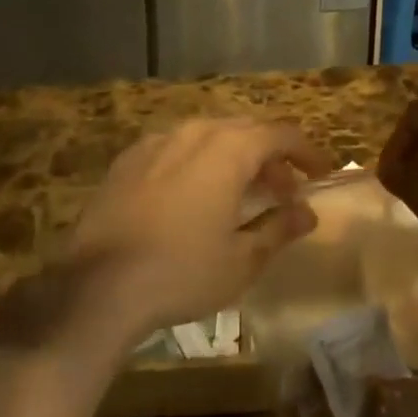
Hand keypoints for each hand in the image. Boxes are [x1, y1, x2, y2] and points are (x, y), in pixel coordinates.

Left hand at [64, 118, 329, 341]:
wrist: (96, 287)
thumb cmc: (182, 272)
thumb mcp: (242, 259)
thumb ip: (279, 228)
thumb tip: (308, 213)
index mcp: (230, 149)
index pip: (282, 134)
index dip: (307, 152)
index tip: (321, 174)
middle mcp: (196, 132)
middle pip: (246, 130)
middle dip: (272, 156)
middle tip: (284, 189)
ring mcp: (158, 142)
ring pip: (210, 135)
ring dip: (235, 157)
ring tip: (241, 191)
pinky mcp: (128, 159)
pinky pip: (176, 148)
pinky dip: (198, 161)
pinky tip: (193, 194)